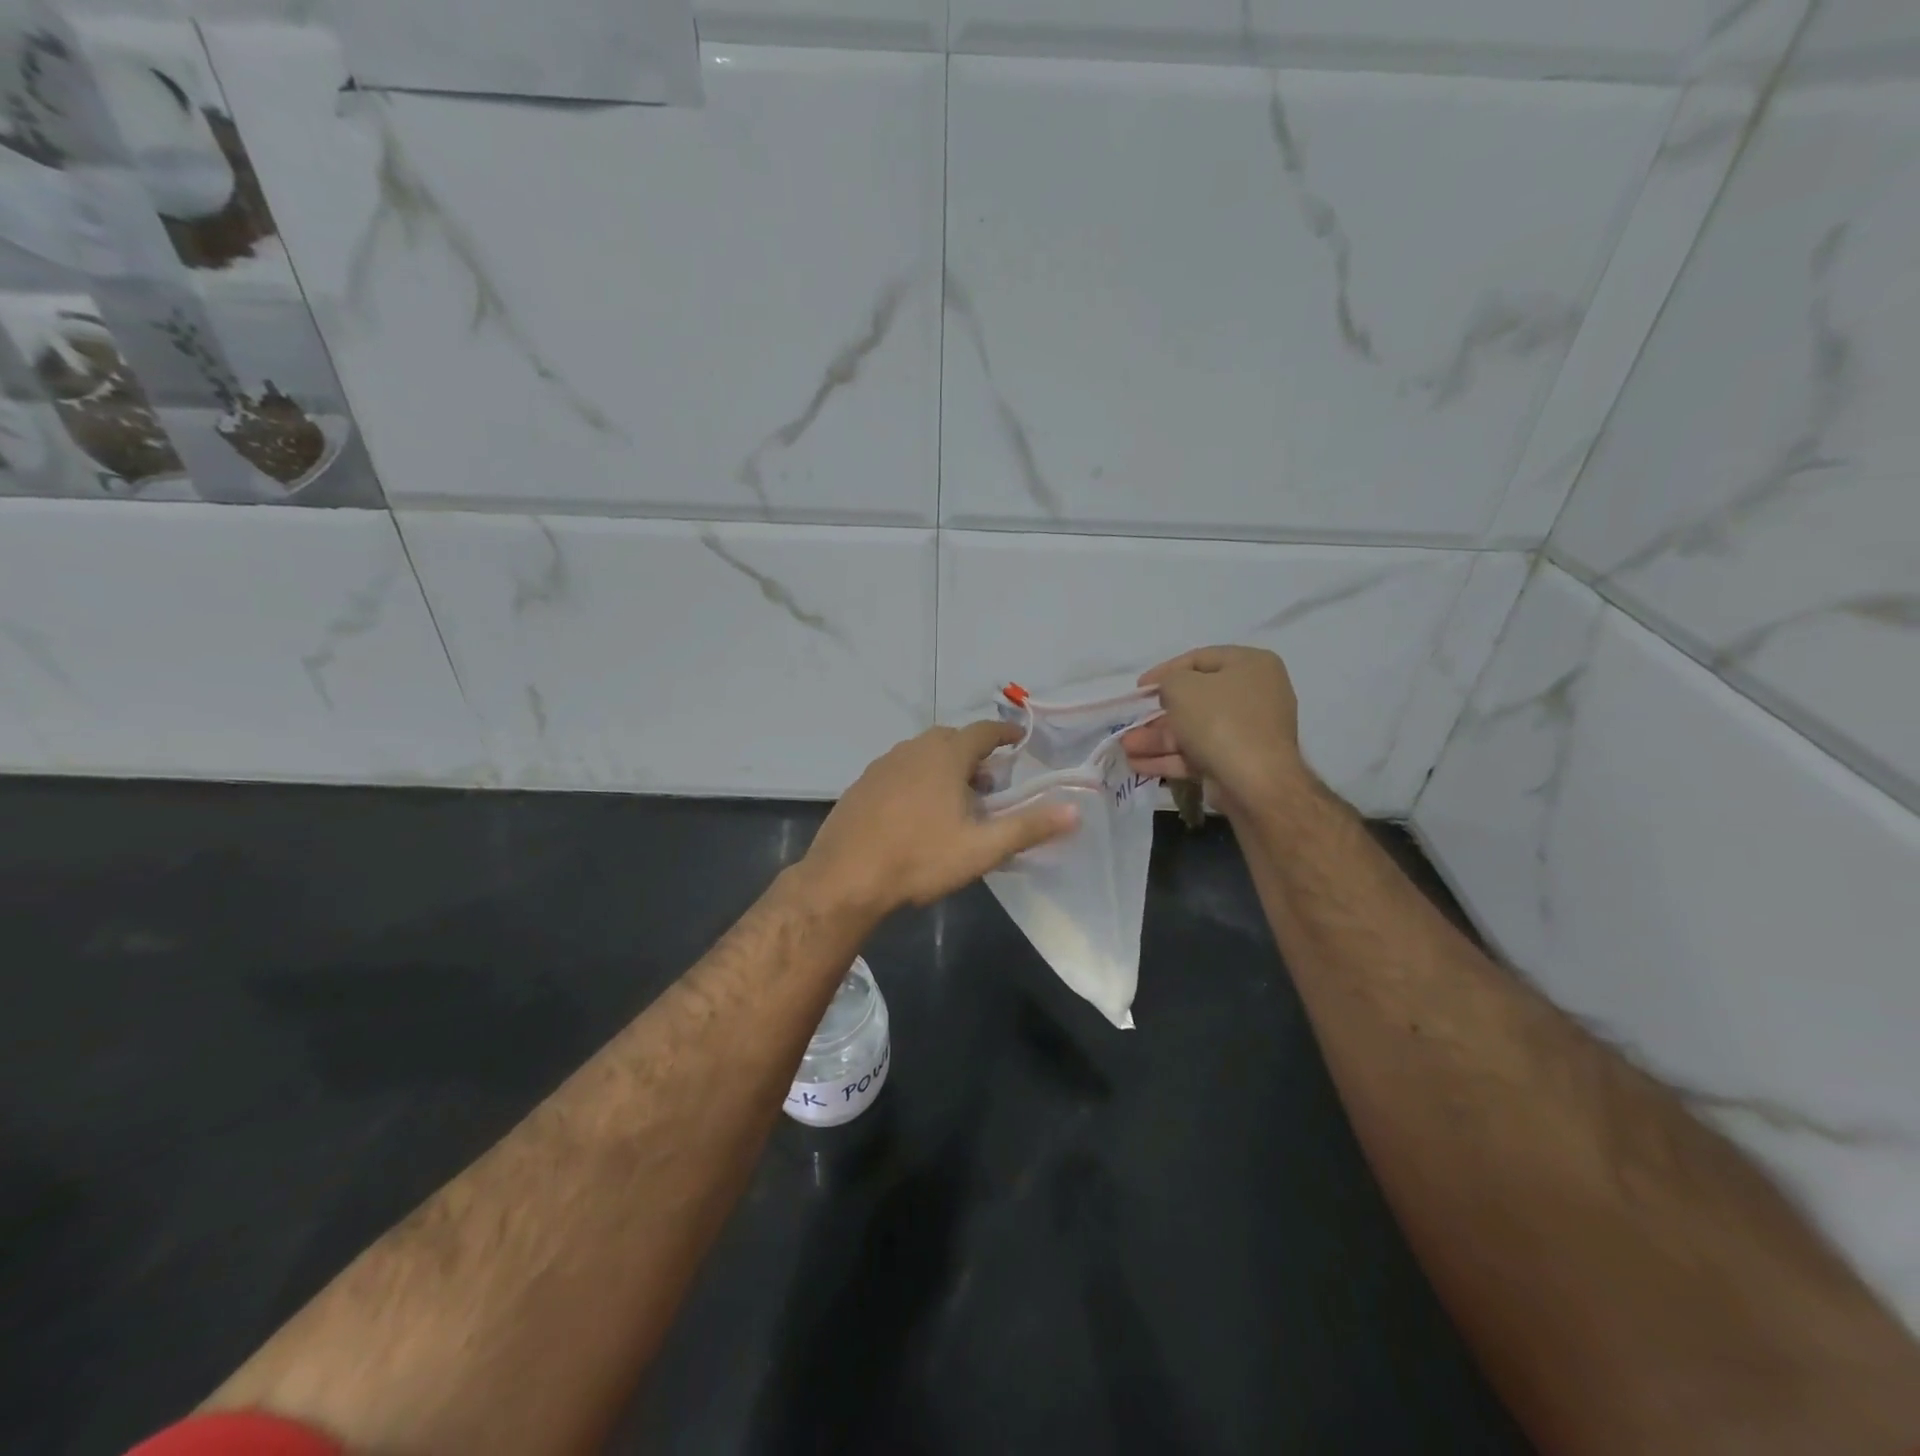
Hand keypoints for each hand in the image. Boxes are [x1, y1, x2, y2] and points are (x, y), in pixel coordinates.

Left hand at [801, 722, 1077, 915]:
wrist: (845, 877)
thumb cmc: (920, 858)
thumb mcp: (982, 848)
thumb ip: (1029, 827)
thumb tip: (1076, 811)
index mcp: (945, 755)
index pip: (983, 731)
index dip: (1004, 734)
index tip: (1018, 742)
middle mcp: (913, 749)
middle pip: (952, 741)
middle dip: (975, 756)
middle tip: (990, 785)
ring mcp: (882, 765)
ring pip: (923, 755)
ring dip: (945, 768)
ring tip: (956, 802)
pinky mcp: (862, 785)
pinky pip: (899, 771)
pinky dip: (917, 780)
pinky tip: (916, 814)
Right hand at [1121, 646, 1308, 815]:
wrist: (1254, 782)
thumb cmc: (1220, 720)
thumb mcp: (1183, 687)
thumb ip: (1169, 681)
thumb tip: (1170, 692)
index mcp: (1251, 665)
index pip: (1200, 659)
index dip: (1165, 671)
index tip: (1139, 688)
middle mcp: (1254, 695)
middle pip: (1195, 700)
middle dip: (1156, 715)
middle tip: (1131, 722)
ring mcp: (1247, 732)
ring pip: (1193, 731)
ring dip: (1157, 739)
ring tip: (1125, 749)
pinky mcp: (1238, 762)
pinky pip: (1199, 754)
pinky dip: (1170, 758)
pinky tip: (1139, 765)